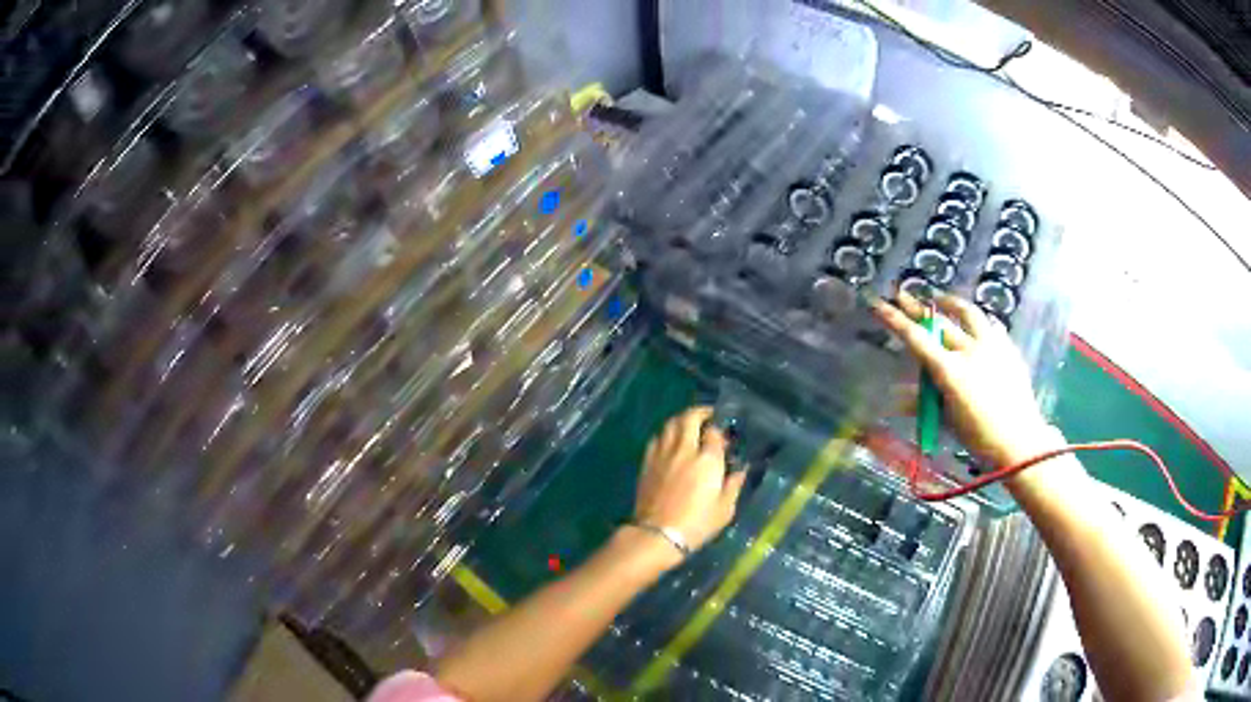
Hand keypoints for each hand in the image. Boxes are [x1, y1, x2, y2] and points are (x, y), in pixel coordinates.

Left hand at [633, 407, 746, 556]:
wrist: (657, 534)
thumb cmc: (697, 524)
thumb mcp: (725, 509)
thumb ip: (733, 485)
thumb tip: (739, 470)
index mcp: (707, 460)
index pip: (714, 432)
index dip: (720, 431)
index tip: (725, 438)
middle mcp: (685, 449)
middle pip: (690, 418)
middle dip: (700, 412)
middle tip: (708, 416)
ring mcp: (663, 453)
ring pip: (670, 423)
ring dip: (682, 419)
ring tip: (689, 424)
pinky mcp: (647, 462)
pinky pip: (657, 438)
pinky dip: (666, 434)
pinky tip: (670, 441)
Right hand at [870, 291, 1060, 470]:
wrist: (1020, 443)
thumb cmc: (979, 438)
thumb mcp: (947, 421)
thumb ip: (923, 403)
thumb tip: (896, 397)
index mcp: (950, 370)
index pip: (916, 338)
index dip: (895, 320)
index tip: (879, 304)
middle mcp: (969, 350)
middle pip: (939, 321)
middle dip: (918, 307)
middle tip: (903, 295)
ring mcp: (991, 345)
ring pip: (968, 313)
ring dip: (951, 304)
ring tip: (940, 300)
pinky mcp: (1008, 348)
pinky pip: (990, 325)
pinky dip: (977, 322)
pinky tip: (976, 325)